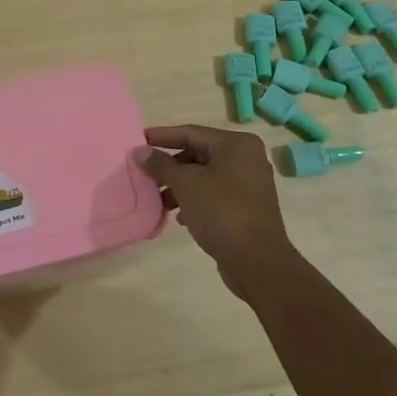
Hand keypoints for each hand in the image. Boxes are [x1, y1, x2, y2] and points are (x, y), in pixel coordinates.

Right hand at [138, 125, 301, 300]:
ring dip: (179, 186)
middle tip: (144, 173)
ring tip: (158, 200)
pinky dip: (194, 200)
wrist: (258, 262)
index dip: (162, 136)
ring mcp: (248, 184)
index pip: (191, 133)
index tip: (138, 140)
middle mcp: (246, 159)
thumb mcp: (186, 184)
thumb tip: (140, 151)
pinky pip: (213, 194)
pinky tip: (180, 217)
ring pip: (204, 176)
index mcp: (237, 145)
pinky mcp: (246, 207)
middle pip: (198, 154)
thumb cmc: (222, 212)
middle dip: (170, 166)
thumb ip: (161, 165)